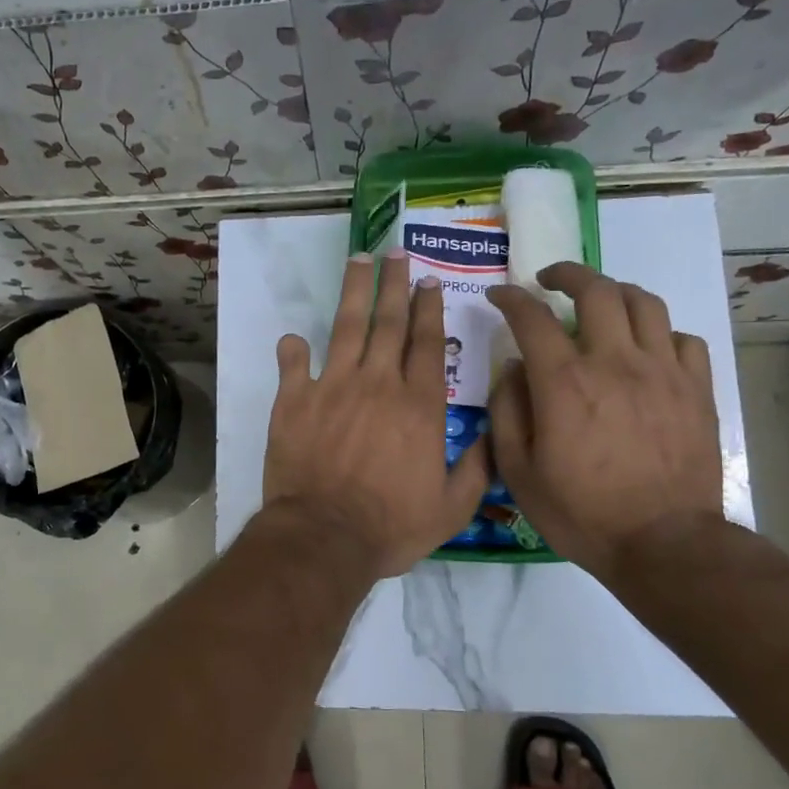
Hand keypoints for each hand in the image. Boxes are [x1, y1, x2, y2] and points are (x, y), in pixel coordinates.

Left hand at [263, 252, 490, 579]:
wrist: (325, 536)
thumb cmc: (391, 525)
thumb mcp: (452, 507)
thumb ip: (478, 466)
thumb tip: (495, 432)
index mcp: (419, 405)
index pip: (428, 343)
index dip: (429, 308)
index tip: (428, 280)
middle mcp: (379, 383)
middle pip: (389, 323)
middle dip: (394, 283)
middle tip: (395, 252)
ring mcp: (333, 387)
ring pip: (346, 327)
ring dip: (353, 291)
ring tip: (358, 260)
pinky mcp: (294, 401)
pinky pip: (293, 365)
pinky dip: (293, 349)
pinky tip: (295, 337)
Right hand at [486, 264, 721, 583]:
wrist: (663, 543)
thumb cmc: (581, 512)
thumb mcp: (519, 471)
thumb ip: (507, 411)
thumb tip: (513, 368)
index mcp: (564, 383)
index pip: (532, 318)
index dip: (511, 298)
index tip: (499, 295)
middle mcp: (615, 362)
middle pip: (597, 290)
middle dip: (567, 274)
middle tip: (550, 280)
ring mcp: (663, 372)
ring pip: (644, 302)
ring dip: (615, 292)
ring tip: (600, 301)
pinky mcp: (697, 389)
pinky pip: (683, 338)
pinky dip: (660, 332)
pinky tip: (647, 348)